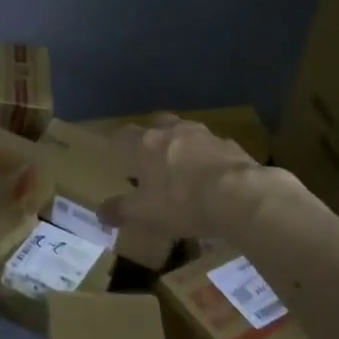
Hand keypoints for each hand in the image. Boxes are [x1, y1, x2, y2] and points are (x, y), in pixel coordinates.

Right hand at [100, 115, 282, 240]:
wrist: (239, 196)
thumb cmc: (181, 202)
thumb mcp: (144, 214)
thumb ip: (119, 211)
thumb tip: (99, 212)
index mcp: (145, 144)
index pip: (122, 135)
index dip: (118, 145)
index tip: (118, 157)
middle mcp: (172, 131)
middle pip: (157, 124)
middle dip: (152, 137)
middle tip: (151, 158)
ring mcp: (204, 135)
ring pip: (187, 132)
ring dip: (182, 145)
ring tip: (184, 167)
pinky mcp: (231, 146)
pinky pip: (213, 148)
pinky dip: (209, 158)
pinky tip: (213, 178)